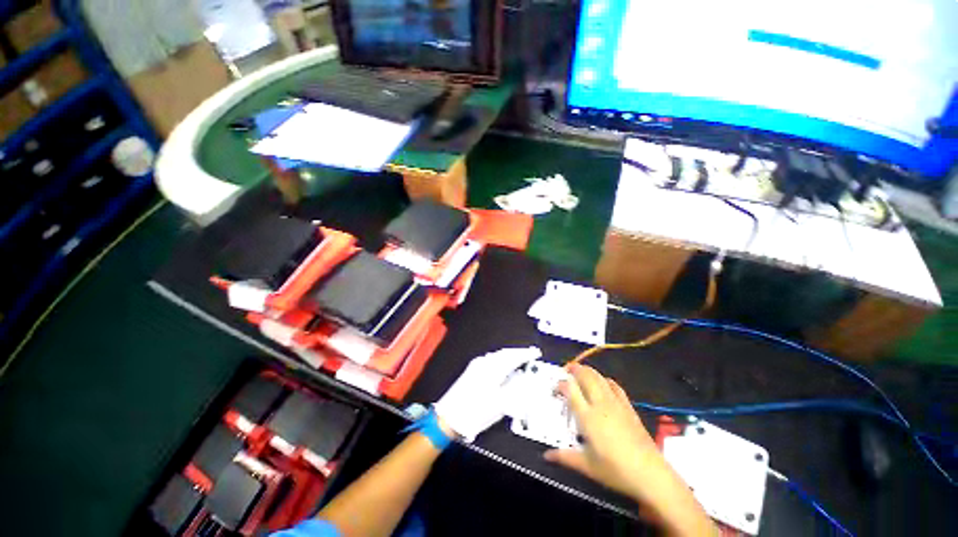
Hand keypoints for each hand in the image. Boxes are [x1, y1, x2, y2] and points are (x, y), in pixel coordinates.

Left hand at [434, 347, 541, 442]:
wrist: (449, 416)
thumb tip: (525, 377)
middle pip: (505, 353)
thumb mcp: (501, 404)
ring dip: (509, 355)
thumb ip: (515, 388)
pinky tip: (503, 364)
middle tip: (529, 354)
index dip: (526, 354)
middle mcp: (485, 362)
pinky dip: (500, 359)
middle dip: (518, 352)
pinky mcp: (472, 369)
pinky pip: (491, 358)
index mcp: (493, 368)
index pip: (513, 356)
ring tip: (518, 358)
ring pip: (498, 355)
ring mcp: (477, 364)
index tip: (535, 352)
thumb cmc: (476, 411)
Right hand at [545, 364, 714, 535]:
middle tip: (566, 369)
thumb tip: (546, 456)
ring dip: (588, 371)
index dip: (561, 384)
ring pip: (599, 378)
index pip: (570, 390)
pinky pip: (615, 386)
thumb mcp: (587, 466)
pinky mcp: (628, 407)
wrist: (650, 473)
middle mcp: (600, 405)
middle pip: (586, 377)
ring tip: (581, 371)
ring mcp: (616, 404)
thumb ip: (565, 457)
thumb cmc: (615, 470)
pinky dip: (605, 380)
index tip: (555, 388)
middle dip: (575, 369)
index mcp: (587, 417)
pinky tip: (603, 383)